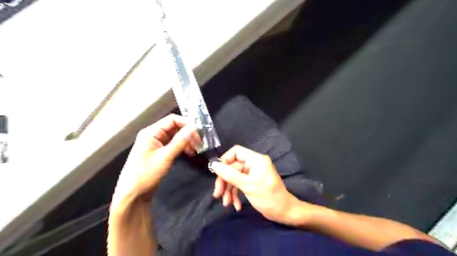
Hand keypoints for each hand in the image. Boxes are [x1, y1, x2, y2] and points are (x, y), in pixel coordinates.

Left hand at [112, 114, 199, 203]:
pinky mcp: (160, 152)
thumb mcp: (165, 157)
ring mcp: (156, 144)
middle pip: (175, 127)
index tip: (199, 132)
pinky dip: (182, 147)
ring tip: (196, 149)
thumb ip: (179, 142)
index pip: (172, 120)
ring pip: (175, 136)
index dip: (187, 123)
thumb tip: (193, 129)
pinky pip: (173, 145)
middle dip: (188, 133)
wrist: (133, 195)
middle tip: (199, 143)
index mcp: (151, 132)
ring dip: (186, 141)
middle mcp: (154, 135)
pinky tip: (190, 153)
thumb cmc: (145, 174)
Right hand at [212, 145, 302, 224]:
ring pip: (234, 177)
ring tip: (227, 203)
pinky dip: (235, 194)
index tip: (216, 172)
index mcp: (255, 159)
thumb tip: (214, 164)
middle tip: (218, 194)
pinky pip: (239, 184)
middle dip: (225, 181)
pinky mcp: (252, 182)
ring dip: (229, 190)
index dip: (225, 160)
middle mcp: (253, 164)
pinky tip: (236, 205)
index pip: (236, 152)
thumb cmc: (268, 197)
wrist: (284, 213)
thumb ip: (230, 174)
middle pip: (232, 167)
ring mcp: (252, 173)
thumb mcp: (247, 185)